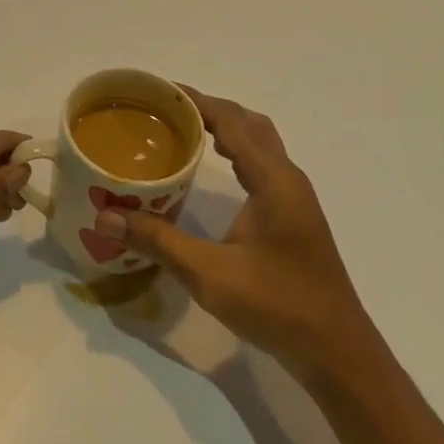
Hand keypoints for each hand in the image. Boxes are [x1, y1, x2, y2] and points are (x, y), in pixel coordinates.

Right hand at [92, 88, 370, 377]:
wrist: (338, 353)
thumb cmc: (278, 306)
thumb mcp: (210, 275)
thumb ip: (158, 242)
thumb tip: (105, 218)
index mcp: (272, 179)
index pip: (230, 121)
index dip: (195, 100)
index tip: (158, 90)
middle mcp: (287, 177)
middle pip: (248, 122)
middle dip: (208, 108)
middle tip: (165, 109)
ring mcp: (294, 196)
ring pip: (259, 142)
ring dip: (225, 127)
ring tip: (183, 128)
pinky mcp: (294, 214)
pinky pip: (262, 162)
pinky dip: (236, 149)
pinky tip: (215, 166)